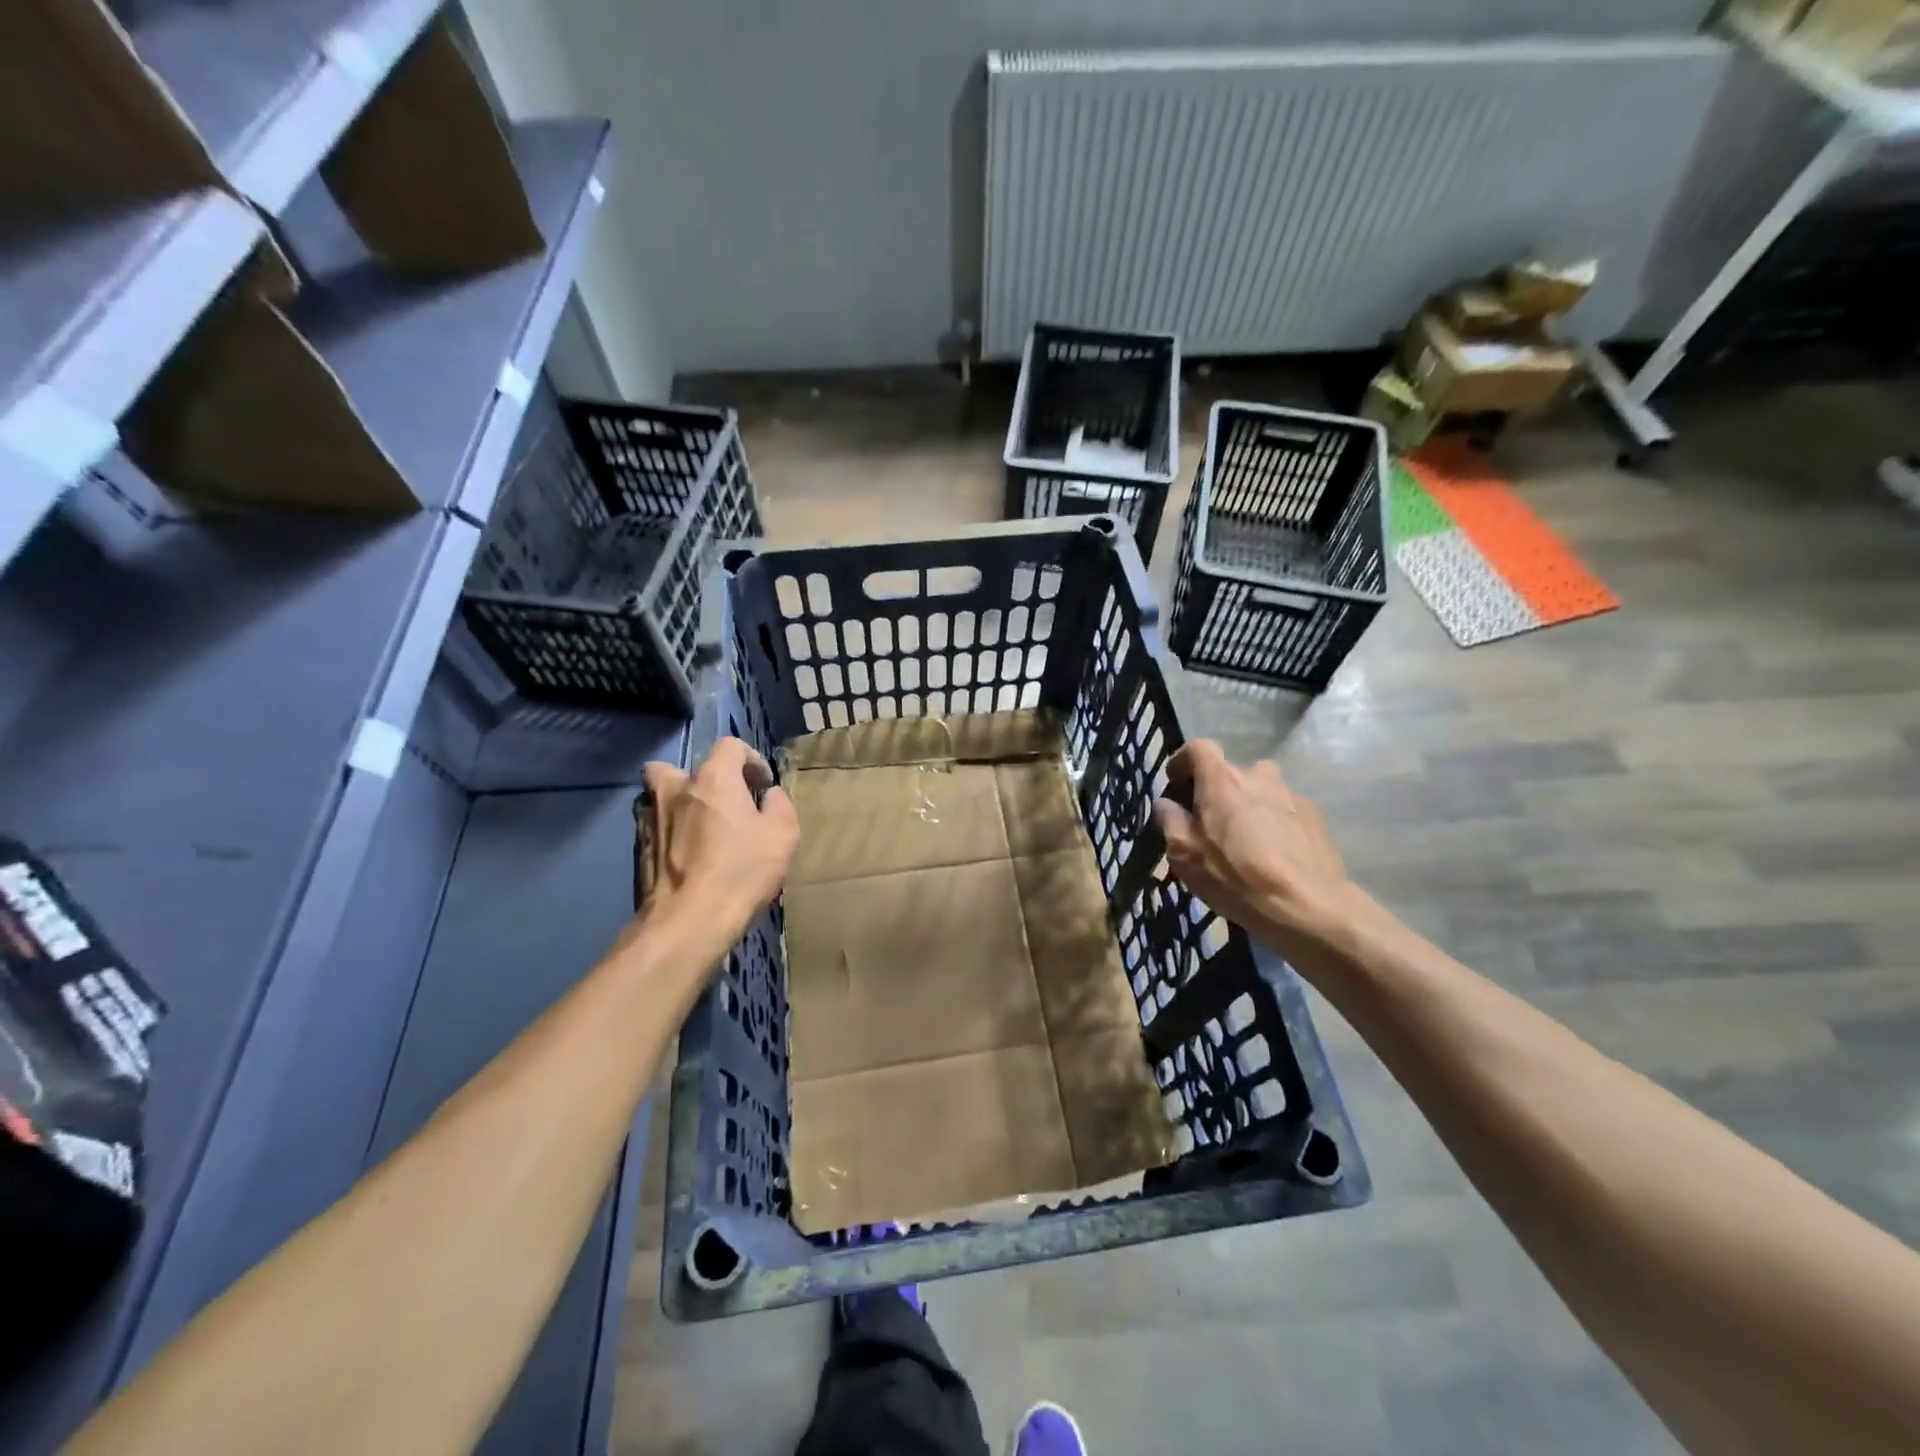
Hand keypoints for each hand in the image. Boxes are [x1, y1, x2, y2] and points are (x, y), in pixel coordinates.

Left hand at [629, 738, 798, 956]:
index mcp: (713, 779)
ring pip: (659, 796)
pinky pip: (654, 827)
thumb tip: (769, 796)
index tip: (763, 786)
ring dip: (679, 805)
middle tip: (723, 805)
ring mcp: (650, 818)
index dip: (751, 759)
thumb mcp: (782, 836)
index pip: (729, 745)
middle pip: (680, 767)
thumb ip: (779, 806)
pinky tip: (687, 857)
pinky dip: (670, 833)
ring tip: (701, 830)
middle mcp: (675, 789)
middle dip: (702, 780)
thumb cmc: (740, 872)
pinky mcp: (639, 848)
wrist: (687, 922)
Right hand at [1153, 741, 1359, 959]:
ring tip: (1243, 843)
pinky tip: (1272, 855)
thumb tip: (1165, 803)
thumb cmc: (1235, 877)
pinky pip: (1282, 810)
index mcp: (1222, 779)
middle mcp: (1258, 775)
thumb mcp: (1184, 854)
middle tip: (1209, 825)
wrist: (1307, 906)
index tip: (1176, 784)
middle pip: (1229, 773)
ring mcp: (1291, 793)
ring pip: (1258, 791)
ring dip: (1246, 807)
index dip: (1183, 761)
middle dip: (1215, 792)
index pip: (1198, 748)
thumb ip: (1170, 820)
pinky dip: (1271, 823)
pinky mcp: (1314, 816)